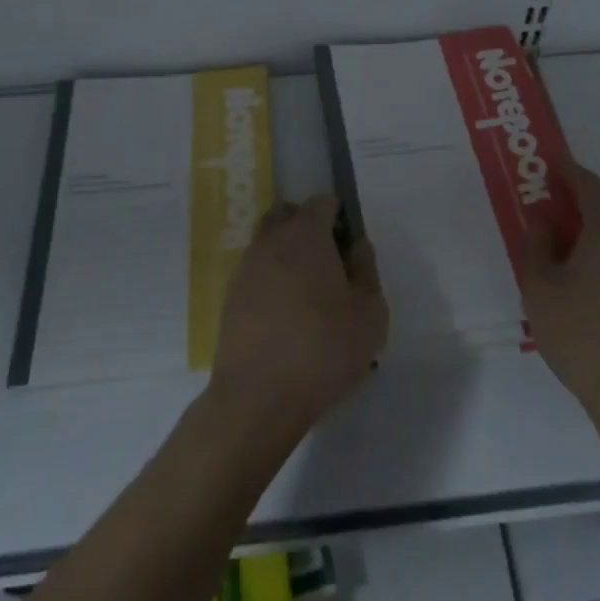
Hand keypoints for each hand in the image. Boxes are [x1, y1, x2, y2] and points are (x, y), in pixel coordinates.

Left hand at [209, 197, 389, 441]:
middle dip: (307, 226)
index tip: (349, 245)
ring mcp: (245, 268)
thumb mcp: (370, 313)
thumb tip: (356, 247)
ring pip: (268, 244)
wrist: (258, 397)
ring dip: (286, 255)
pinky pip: (255, 273)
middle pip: (287, 215)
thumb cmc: (323, 349)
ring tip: (307, 294)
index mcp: (305, 234)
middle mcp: (270, 241)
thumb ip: (366, 271)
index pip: (321, 203)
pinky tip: (285, 315)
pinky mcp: (229, 298)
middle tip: (328, 262)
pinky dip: (270, 281)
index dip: (338, 216)